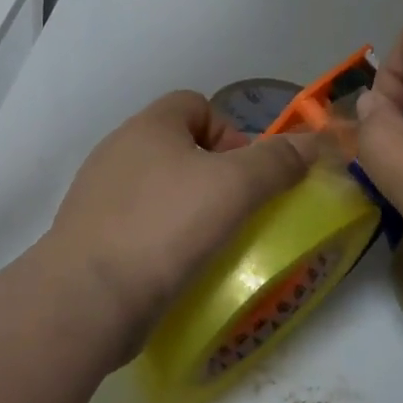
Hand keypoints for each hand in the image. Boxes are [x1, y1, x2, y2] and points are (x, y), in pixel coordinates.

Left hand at [45, 91, 317, 347]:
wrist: (87, 298)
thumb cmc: (165, 226)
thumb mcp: (235, 187)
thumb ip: (278, 161)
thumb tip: (315, 143)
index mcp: (148, 126)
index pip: (197, 104)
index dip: (229, 131)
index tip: (245, 175)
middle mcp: (118, 150)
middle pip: (180, 147)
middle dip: (214, 175)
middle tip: (235, 212)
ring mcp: (99, 194)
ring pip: (160, 188)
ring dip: (190, 209)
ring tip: (211, 245)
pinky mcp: (91, 236)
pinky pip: (139, 224)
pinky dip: (163, 238)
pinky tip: (178, 268)